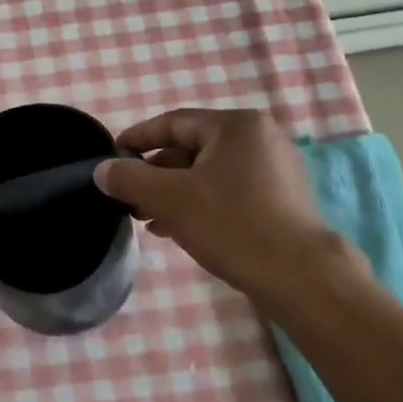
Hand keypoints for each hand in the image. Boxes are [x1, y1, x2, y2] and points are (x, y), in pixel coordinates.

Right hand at [94, 108, 329, 299]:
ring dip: (174, 192)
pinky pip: (229, 191)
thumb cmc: (232, 225)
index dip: (137, 138)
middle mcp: (259, 138)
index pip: (173, 123)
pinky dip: (200, 203)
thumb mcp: (170, 199)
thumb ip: (130, 179)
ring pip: (208, 173)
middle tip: (128, 196)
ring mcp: (275, 170)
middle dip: (155, 173)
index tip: (111, 156)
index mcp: (236, 126)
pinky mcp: (281, 200)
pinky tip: (177, 229)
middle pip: (191, 148)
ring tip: (146, 217)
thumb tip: (102, 169)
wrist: (300, 278)